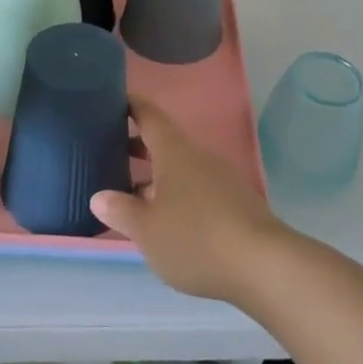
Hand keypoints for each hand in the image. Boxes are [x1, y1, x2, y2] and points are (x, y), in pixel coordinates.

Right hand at [90, 95, 289, 302]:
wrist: (263, 264)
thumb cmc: (196, 238)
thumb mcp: (147, 230)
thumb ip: (121, 210)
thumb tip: (99, 196)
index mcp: (175, 152)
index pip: (149, 116)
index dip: (130, 105)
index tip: (112, 99)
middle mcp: (198, 157)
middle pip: (165, 142)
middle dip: (137, 144)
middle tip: (108, 149)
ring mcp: (220, 179)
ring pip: (181, 168)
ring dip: (156, 174)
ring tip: (130, 191)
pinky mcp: (234, 203)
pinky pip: (196, 188)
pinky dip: (175, 194)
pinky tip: (165, 219)